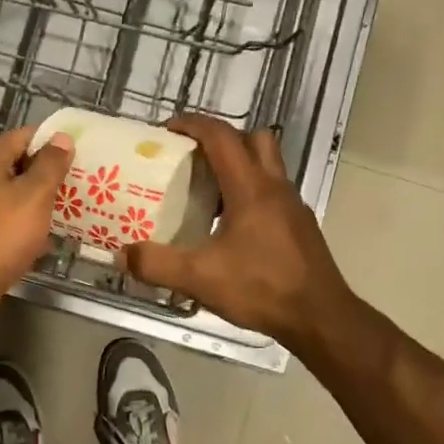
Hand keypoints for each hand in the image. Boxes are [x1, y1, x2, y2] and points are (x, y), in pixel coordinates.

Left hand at [0, 127, 73, 299]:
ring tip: (68, 207)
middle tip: (77, 181)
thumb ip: (50, 164)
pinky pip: (5, 218)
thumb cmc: (3, 233)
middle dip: (46, 172)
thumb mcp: (35, 195)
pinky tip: (46, 236)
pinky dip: (24, 222)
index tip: (76, 152)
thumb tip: (61, 137)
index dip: (50, 142)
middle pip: (15, 164)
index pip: (22, 136)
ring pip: (11, 194)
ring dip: (37, 199)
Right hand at [120, 115, 354, 346]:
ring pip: (267, 165)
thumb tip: (122, 253)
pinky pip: (273, 192)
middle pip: (253, 139)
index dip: (193, 125)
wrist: (321, 318)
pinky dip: (250, 193)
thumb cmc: (262, 288)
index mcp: (250, 188)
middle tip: (193, 157)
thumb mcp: (200, 278)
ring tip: (207, 191)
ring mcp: (293, 206)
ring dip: (239, 165)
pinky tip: (231, 226)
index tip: (168, 129)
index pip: (222, 137)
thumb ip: (157, 264)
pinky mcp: (300, 226)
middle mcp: (275, 187)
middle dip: (222, 139)